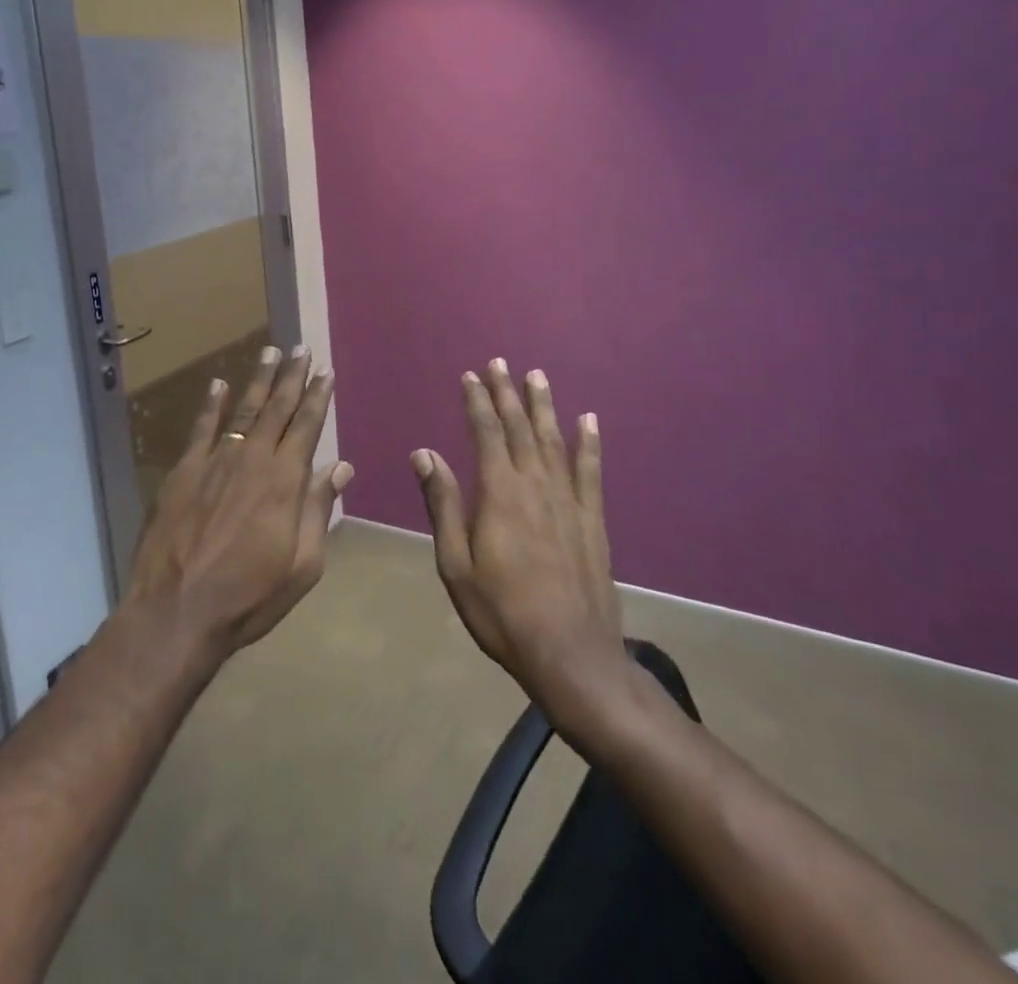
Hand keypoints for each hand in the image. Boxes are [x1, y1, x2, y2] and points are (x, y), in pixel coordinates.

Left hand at [125, 346, 352, 661]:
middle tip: (301, 349)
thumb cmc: (249, 596)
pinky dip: (211, 404)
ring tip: (269, 351)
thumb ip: (319, 509)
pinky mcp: (184, 470)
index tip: (326, 372)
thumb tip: (340, 467)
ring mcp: (215, 460)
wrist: (177, 609)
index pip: (307, 426)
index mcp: (285, 481)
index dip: (318, 397)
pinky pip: (202, 427)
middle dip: (291, 376)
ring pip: (243, 410)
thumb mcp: (301, 565)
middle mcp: (253, 459)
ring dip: (258, 380)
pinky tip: (218, 383)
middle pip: (277, 408)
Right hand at [413, 359, 629, 720]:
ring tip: (538, 376)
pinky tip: (589, 420)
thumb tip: (424, 453)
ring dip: (544, 406)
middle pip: (520, 428)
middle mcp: (536, 486)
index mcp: (499, 494)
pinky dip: (590, 443)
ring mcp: (569, 502)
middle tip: (501, 363)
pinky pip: (591, 471)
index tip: (470, 376)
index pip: (487, 434)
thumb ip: (442, 504)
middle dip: (508, 394)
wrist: (570, 655)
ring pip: (554, 440)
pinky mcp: (593, 520)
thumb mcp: (455, 563)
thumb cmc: (500, 612)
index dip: (477, 402)